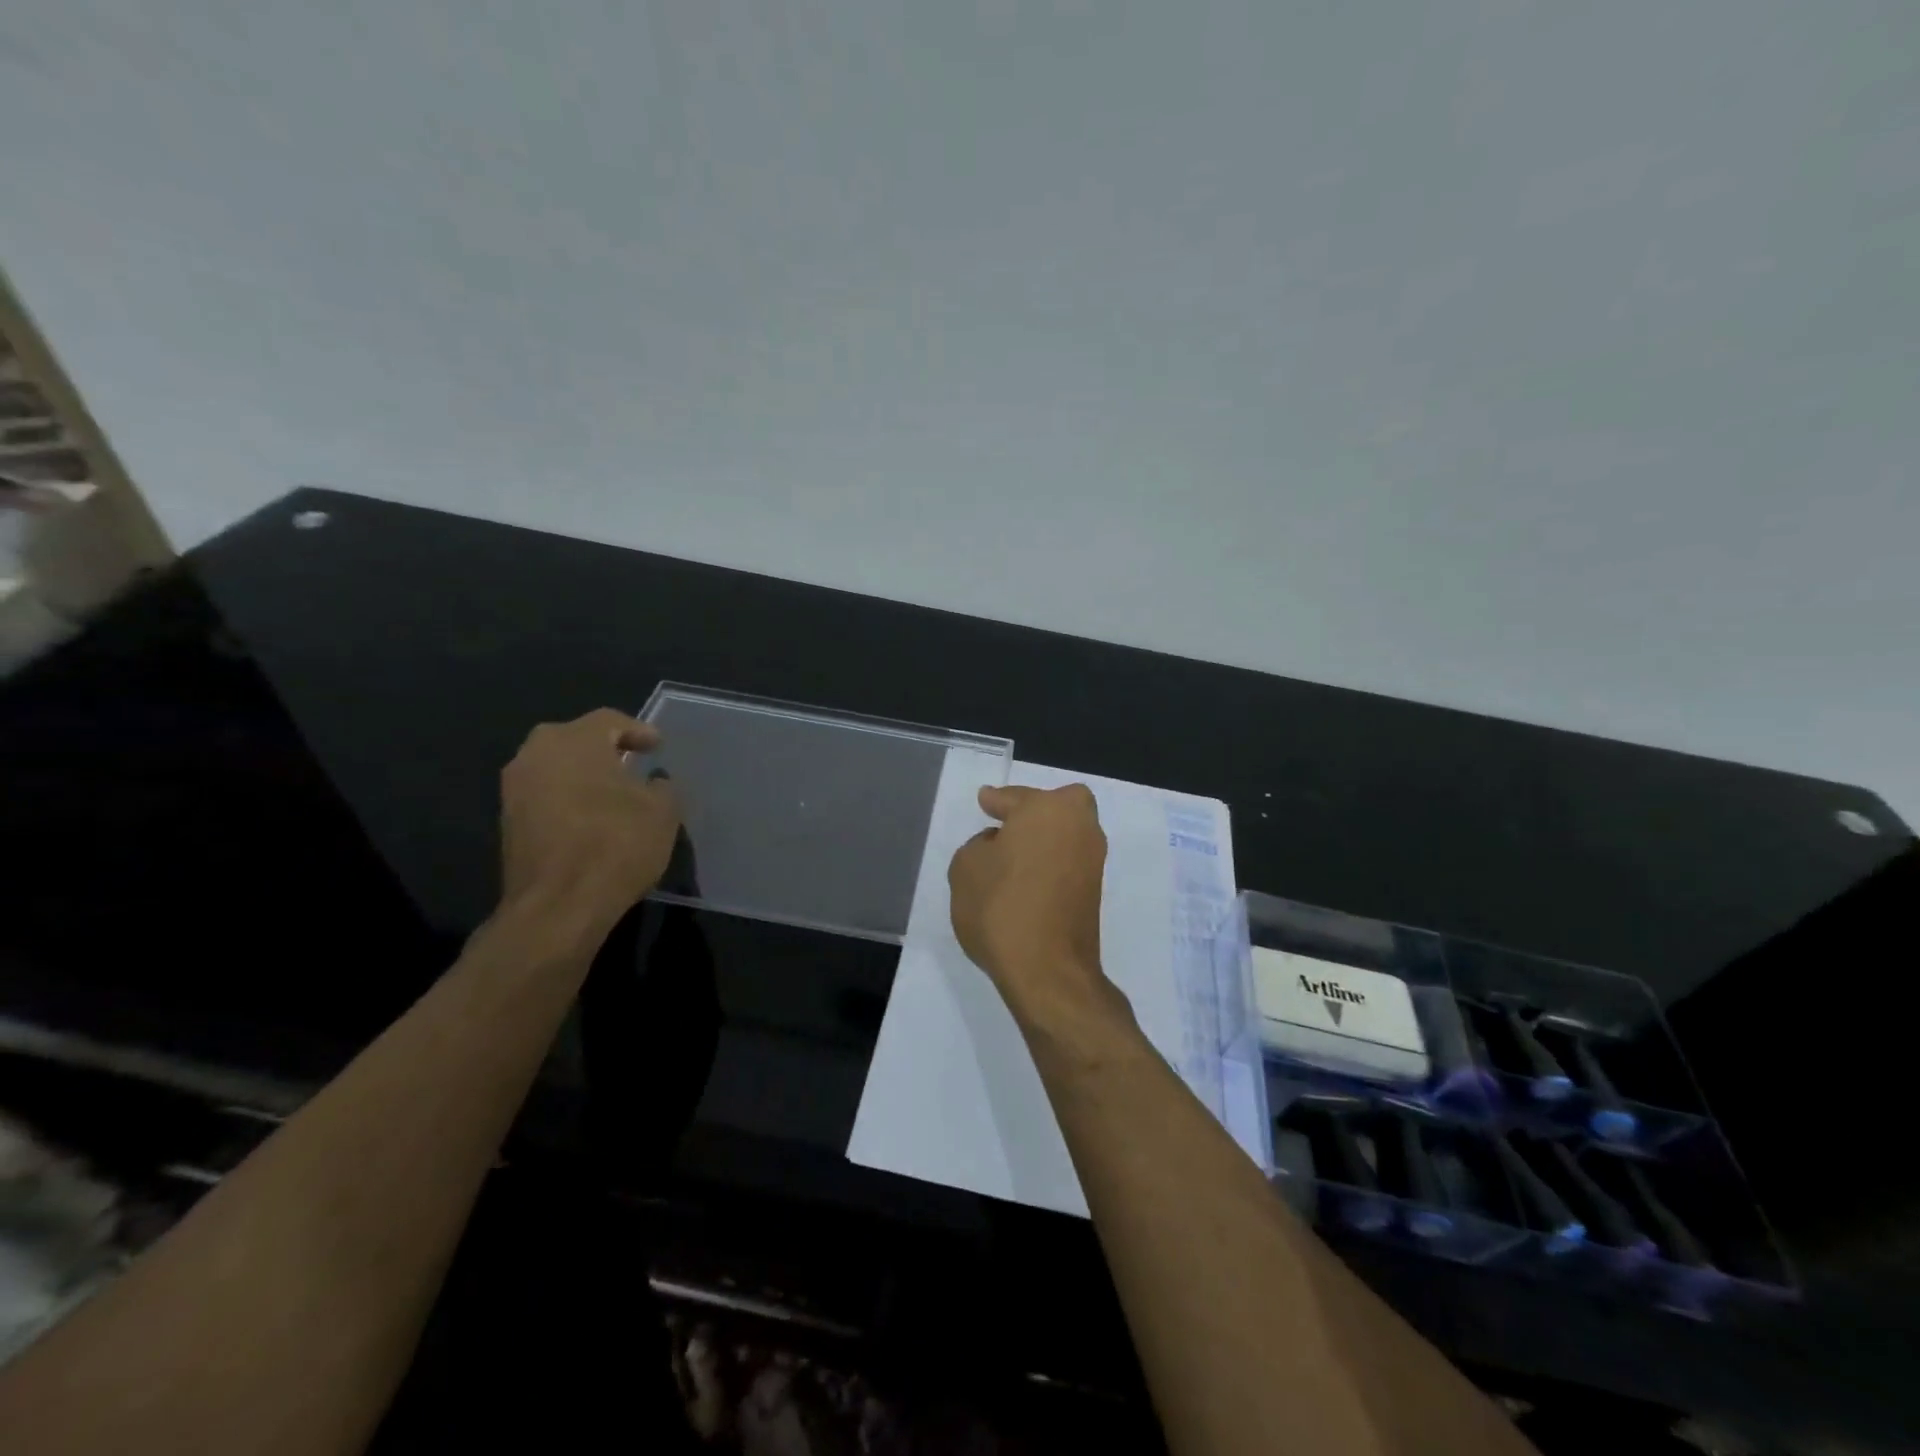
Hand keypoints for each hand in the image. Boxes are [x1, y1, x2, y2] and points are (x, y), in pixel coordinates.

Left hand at [499, 709, 680, 932]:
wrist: (558, 906)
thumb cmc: (616, 844)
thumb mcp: (662, 811)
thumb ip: (660, 787)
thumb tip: (652, 783)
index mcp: (574, 740)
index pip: (610, 721)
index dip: (638, 731)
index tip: (657, 746)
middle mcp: (535, 754)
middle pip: (575, 740)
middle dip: (605, 749)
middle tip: (632, 763)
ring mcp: (514, 790)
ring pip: (556, 768)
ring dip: (584, 776)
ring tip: (614, 793)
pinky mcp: (507, 823)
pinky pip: (545, 796)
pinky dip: (569, 799)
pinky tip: (592, 818)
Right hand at [948, 783, 1116, 1025]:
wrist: (1047, 970)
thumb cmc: (1001, 907)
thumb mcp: (966, 867)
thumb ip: (980, 845)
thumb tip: (999, 846)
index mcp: (1048, 809)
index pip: (1015, 798)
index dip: (996, 801)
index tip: (985, 800)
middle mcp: (1079, 826)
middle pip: (1057, 807)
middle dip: (1035, 811)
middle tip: (1007, 825)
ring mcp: (1093, 860)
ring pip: (1066, 834)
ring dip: (1043, 840)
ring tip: (1011, 858)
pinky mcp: (1095, 892)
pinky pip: (1068, 862)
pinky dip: (1050, 864)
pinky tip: (1026, 880)